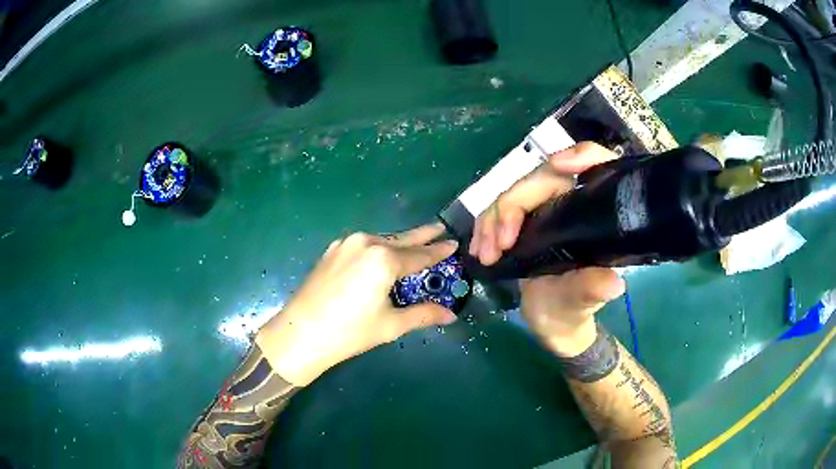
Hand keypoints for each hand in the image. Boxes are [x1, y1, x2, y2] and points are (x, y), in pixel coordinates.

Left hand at [256, 224, 457, 385]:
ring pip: (381, 241)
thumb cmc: (350, 332)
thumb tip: (450, 315)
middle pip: (401, 239)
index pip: (419, 255)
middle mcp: (366, 243)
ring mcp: (346, 244)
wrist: (301, 333)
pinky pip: (364, 245)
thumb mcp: (391, 324)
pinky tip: (383, 255)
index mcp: (383, 259)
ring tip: (416, 244)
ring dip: (399, 243)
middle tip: (441, 229)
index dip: (438, 251)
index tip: (453, 243)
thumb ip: (423, 314)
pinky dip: (379, 248)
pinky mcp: (332, 250)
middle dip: (422, 236)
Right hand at [469, 142, 625, 355]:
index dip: (582, 155)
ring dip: (492, 219)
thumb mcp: (584, 302)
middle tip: (499, 244)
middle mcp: (569, 203)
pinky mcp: (521, 222)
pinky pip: (497, 211)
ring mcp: (543, 210)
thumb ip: (593, 290)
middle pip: (540, 179)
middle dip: (513, 206)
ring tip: (486, 255)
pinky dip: (484, 227)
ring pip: (512, 193)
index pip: (596, 166)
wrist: (552, 323)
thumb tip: (613, 284)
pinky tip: (479, 251)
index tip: (559, 166)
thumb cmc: (574, 310)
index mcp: (593, 213)